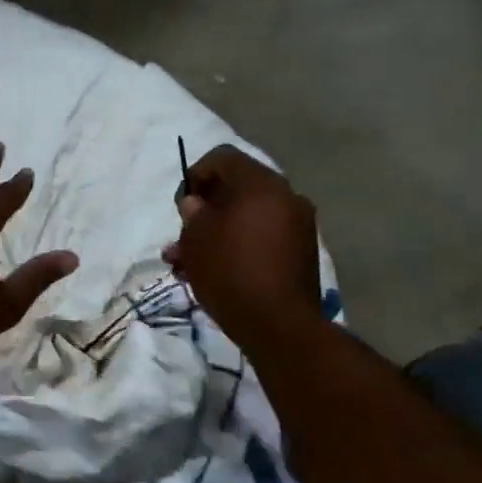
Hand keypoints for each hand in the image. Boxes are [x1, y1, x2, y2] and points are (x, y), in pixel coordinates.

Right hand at [166, 145, 322, 346]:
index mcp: (260, 184)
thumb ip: (193, 213)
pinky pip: (261, 237)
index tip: (181, 205)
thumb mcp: (196, 238)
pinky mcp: (300, 253)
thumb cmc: (229, 270)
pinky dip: (237, 246)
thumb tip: (197, 204)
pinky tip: (213, 272)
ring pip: (246, 218)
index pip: (222, 158)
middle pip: (236, 189)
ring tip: (187, 262)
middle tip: (182, 236)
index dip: (195, 175)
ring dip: (216, 233)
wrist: (277, 324)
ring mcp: (297, 226)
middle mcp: (285, 197)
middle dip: (204, 211)